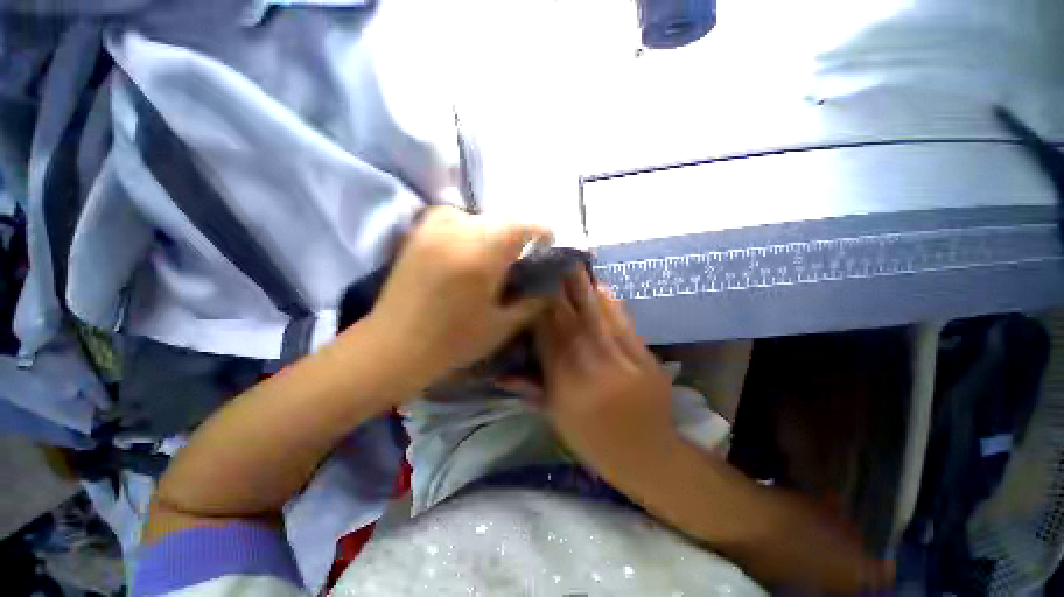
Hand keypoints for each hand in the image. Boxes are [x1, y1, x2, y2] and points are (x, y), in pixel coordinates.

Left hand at [366, 206, 550, 389]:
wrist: (395, 346)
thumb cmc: (453, 341)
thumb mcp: (502, 326)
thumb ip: (533, 301)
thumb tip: (551, 283)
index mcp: (482, 254)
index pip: (523, 225)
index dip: (541, 234)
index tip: (546, 249)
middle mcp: (458, 230)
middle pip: (502, 219)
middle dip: (519, 236)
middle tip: (521, 259)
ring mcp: (434, 227)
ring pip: (479, 216)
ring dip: (494, 232)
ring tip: (493, 257)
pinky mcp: (418, 232)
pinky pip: (454, 217)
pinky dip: (468, 228)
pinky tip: (466, 250)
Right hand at [535, 268, 674, 475]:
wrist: (649, 456)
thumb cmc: (596, 442)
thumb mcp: (557, 421)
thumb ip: (530, 391)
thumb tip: (500, 373)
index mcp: (566, 387)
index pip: (547, 339)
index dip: (538, 311)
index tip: (531, 288)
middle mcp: (591, 368)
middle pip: (570, 321)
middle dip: (559, 290)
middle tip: (550, 263)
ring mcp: (621, 361)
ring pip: (596, 317)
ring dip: (583, 288)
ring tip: (573, 264)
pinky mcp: (644, 358)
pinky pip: (623, 324)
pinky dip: (611, 303)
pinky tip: (602, 286)